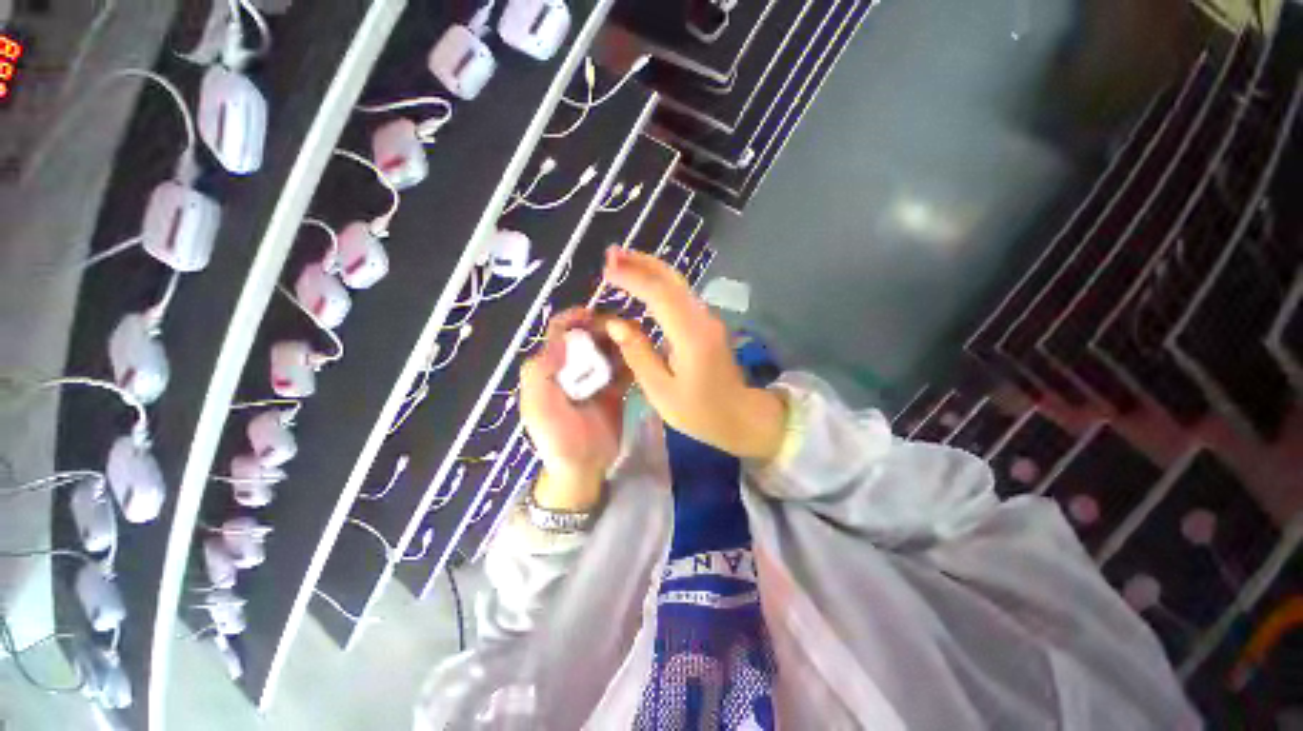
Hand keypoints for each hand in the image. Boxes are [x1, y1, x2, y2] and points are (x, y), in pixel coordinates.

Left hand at [519, 308, 629, 510]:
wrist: (584, 469)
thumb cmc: (557, 439)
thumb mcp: (538, 408)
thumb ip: (540, 373)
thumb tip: (562, 338)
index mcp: (552, 368)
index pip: (559, 333)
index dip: (573, 318)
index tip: (593, 314)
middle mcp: (574, 368)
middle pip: (589, 336)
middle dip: (604, 328)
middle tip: (623, 330)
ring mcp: (597, 378)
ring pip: (610, 349)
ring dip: (621, 341)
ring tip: (636, 341)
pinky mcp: (617, 389)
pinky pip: (626, 368)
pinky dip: (633, 359)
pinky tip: (643, 357)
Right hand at [600, 248, 785, 461]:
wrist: (742, 415)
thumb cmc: (701, 412)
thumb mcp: (661, 391)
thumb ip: (637, 355)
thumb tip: (616, 323)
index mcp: (691, 336)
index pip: (660, 294)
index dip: (633, 278)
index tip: (606, 269)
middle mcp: (702, 319)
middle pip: (672, 279)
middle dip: (641, 262)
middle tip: (611, 254)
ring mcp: (707, 319)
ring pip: (677, 284)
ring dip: (649, 269)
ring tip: (620, 262)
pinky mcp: (706, 324)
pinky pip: (680, 296)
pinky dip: (658, 285)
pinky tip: (642, 285)